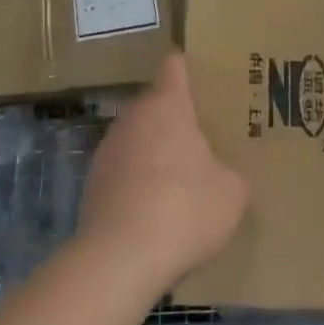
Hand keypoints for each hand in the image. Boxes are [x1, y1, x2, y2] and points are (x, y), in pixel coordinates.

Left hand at [79, 53, 247, 296]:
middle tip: (200, 138)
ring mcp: (107, 149)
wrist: (119, 259)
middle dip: (173, 116)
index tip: (203, 80)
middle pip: (154, 102)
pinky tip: (151, 210)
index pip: (175, 66)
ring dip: (152, 150)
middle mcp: (133, 116)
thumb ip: (232, 175)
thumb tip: (226, 177)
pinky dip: (134, 181)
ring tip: (175, 179)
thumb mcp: (231, 194)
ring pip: (135, 136)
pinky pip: (121, 170)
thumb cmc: (184, 209)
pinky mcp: (91, 183)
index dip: (188, 69)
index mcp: (168, 105)